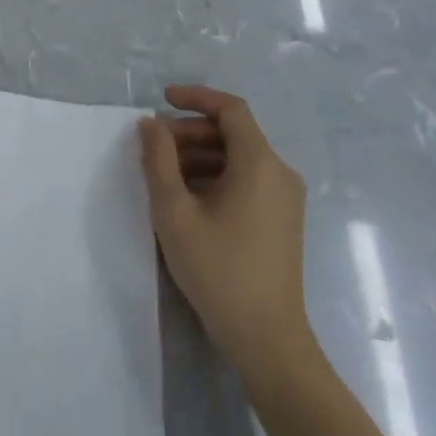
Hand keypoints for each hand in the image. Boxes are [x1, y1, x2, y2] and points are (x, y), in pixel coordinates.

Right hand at [138, 85, 310, 377]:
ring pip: (239, 157)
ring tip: (164, 175)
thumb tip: (149, 124)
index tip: (161, 100)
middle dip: (190, 132)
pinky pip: (247, 180)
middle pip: (234, 133)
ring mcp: (285, 197)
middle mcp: (280, 172)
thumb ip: (158, 160)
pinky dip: (216, 176)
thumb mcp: (175, 212)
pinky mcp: (282, 219)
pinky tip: (188, 199)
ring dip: (200, 156)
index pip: (231, 108)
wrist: (266, 338)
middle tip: (153, 147)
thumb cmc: (218, 270)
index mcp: (260, 163)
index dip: (195, 97)